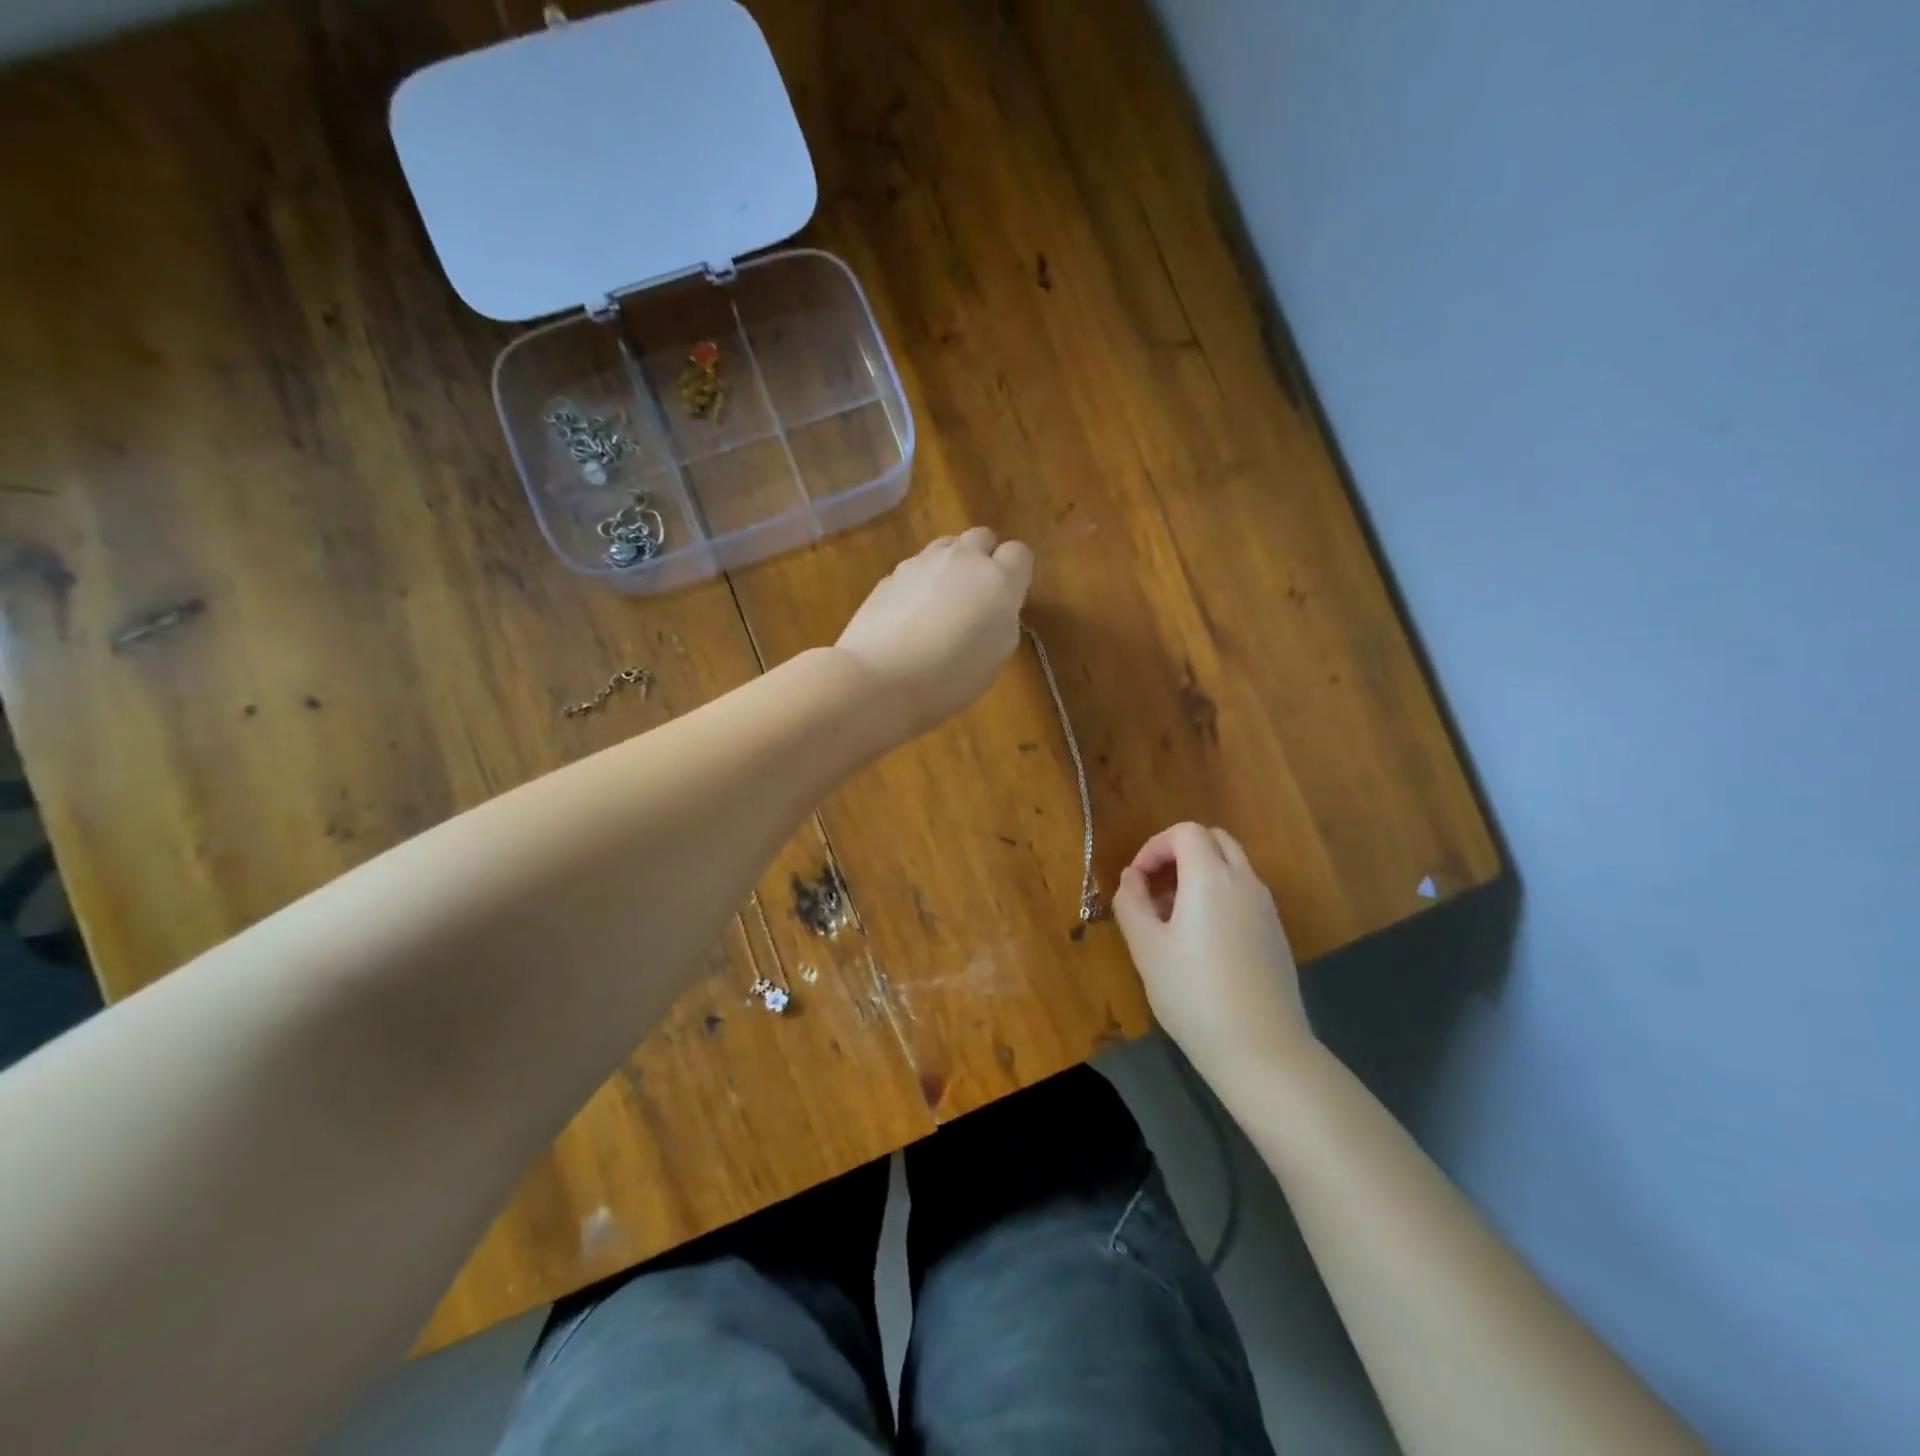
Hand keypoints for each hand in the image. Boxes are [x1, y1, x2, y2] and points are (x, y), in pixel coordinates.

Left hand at [834, 526, 1033, 739]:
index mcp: (998, 581)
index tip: (1006, 599)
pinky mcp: (891, 574)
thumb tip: (995, 608)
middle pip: (982, 537)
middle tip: (976, 596)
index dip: (1015, 574)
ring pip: (947, 546)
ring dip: (951, 565)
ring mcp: (922, 562)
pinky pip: (916, 567)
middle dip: (983, 558)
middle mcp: (962, 559)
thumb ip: (1002, 621)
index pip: (1019, 553)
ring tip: (941, 603)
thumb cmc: (949, 677)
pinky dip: (920, 583)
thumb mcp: (995, 657)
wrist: (879, 678)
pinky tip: (910, 616)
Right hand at [1112, 823, 1310, 1080]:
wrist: (1262, 1050)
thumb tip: (1132, 877)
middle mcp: (1245, 882)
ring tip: (1171, 916)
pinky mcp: (1275, 933)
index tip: (1137, 880)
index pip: (1186, 832)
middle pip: (1214, 840)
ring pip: (1232, 866)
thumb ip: (1131, 902)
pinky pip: (1244, 893)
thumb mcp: (1146, 949)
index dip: (1155, 846)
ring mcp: (1266, 908)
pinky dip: (1218, 894)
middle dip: (1179, 852)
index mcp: (1211, 879)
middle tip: (1154, 887)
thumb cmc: (1193, 994)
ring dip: (1199, 873)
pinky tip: (1200, 939)